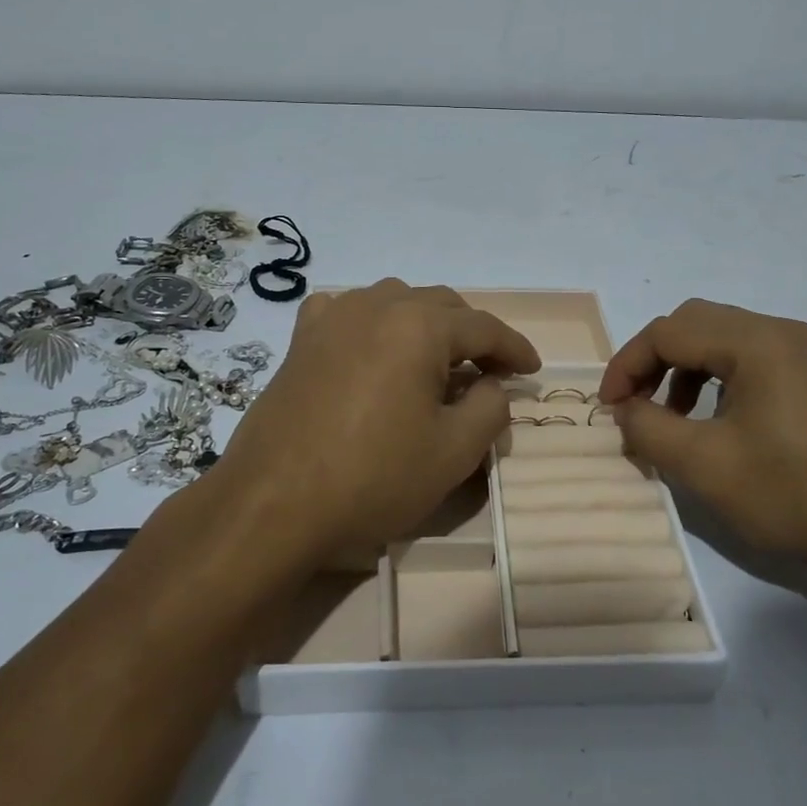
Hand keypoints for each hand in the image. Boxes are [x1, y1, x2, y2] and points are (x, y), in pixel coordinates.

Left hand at [214, 280, 540, 568]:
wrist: (274, 503)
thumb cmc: (373, 477)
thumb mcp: (453, 452)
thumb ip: (489, 408)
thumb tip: (490, 385)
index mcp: (420, 326)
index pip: (484, 327)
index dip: (515, 348)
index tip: (533, 370)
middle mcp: (377, 306)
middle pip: (442, 306)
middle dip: (473, 335)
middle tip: (490, 371)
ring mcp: (333, 319)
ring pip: (395, 302)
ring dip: (425, 324)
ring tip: (436, 360)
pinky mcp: (301, 341)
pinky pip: (346, 312)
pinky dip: (371, 323)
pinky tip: (370, 345)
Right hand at [598, 299, 806, 581]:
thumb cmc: (792, 492)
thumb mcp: (704, 464)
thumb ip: (648, 427)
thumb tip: (624, 409)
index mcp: (755, 341)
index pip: (668, 331)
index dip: (627, 365)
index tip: (608, 409)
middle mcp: (781, 333)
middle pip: (695, 324)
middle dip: (653, 361)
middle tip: (635, 406)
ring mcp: (805, 354)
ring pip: (722, 340)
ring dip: (684, 371)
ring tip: (672, 419)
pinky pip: (751, 360)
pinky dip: (717, 381)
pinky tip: (716, 424)